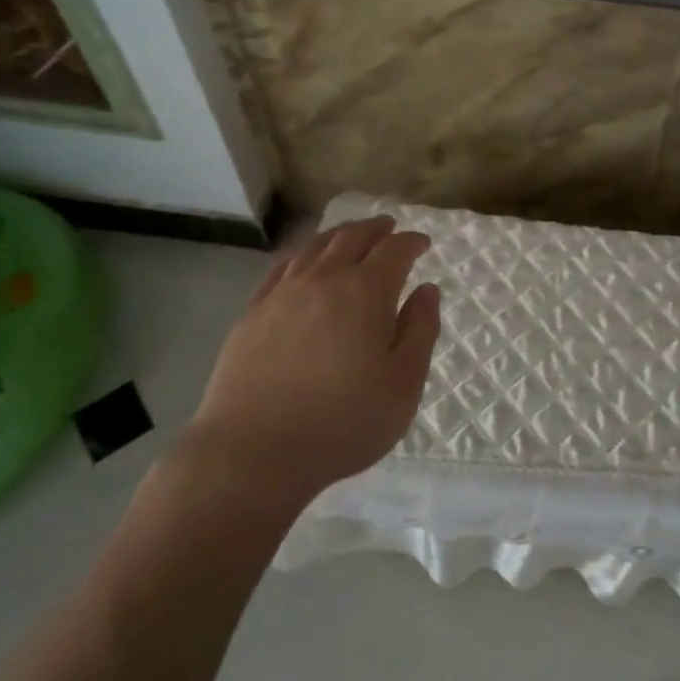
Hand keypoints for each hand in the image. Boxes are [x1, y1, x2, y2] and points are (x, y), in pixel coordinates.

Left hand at [190, 217, 440, 511]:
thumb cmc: (342, 423)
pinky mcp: (253, 313)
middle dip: (376, 228)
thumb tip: (427, 290)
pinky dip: (302, 253)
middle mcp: (324, 280)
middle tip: (389, 227)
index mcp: (366, 292)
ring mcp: (283, 294)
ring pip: (315, 246)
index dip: (411, 242)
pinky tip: (304, 261)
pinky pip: (281, 267)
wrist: (252, 452)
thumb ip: (420, 331)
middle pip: (352, 237)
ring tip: (351, 235)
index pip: (394, 250)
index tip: (423, 243)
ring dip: (339, 234)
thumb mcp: (403, 385)